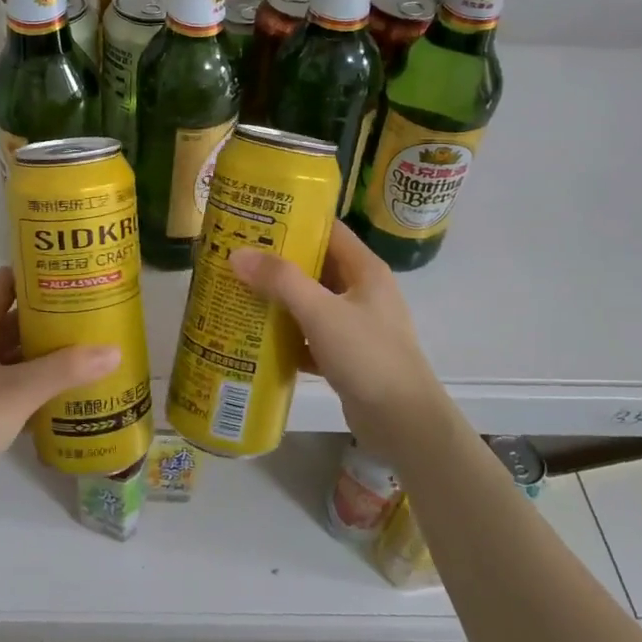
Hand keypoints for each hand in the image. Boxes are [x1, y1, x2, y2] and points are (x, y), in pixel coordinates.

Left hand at [0, 267, 119, 506]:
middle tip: (92, 311)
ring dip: (45, 353)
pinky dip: (37, 385)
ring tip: (90, 347)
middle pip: (12, 320)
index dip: (34, 274)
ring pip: (14, 355)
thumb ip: (65, 369)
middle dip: (49, 317)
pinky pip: (12, 386)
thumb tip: (114, 350)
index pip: (3, 284)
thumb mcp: (18, 391)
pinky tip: (70, 390)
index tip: (71, 272)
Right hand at [229, 221, 456, 468]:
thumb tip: (238, 253)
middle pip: (316, 266)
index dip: (295, 220)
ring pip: (311, 302)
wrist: (403, 423)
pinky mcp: (347, 355)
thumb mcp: (321, 312)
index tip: (256, 218)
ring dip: (279, 299)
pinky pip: (310, 335)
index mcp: (365, 270)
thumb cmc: (367, 355)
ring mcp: (356, 325)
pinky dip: (287, 335)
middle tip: (237, 255)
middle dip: (278, 262)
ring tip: (238, 291)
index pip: (329, 230)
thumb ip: (280, 280)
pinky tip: (256, 338)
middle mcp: (363, 292)